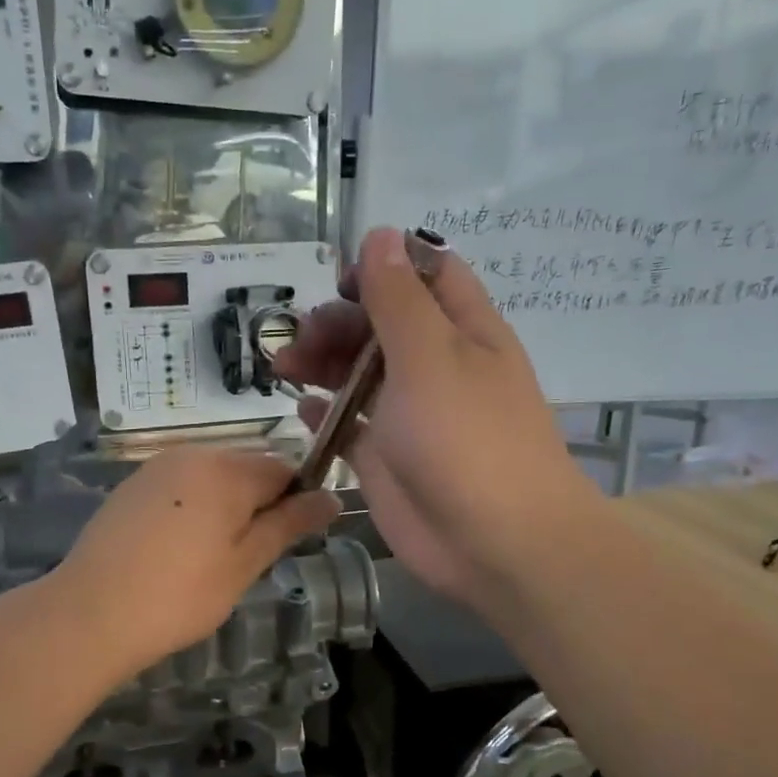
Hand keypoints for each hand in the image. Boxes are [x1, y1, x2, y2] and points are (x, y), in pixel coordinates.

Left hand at [54, 447, 341, 678]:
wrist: (90, 613)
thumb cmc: (179, 595)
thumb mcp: (245, 564)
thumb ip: (289, 524)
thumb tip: (331, 497)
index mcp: (227, 469)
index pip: (284, 469)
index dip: (295, 502)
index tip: (284, 543)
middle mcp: (193, 454)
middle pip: (247, 470)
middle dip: (257, 506)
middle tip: (246, 559)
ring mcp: (157, 468)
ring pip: (212, 479)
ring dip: (224, 509)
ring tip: (209, 560)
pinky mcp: (131, 486)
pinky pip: (180, 488)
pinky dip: (191, 510)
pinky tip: (176, 551)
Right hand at [276, 226, 599, 610]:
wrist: (495, 542)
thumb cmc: (466, 438)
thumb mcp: (430, 356)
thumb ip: (399, 299)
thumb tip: (380, 234)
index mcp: (462, 331)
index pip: (427, 276)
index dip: (385, 267)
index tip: (341, 280)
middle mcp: (437, 367)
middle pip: (382, 325)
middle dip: (338, 321)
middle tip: (300, 338)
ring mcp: (410, 415)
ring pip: (360, 373)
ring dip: (322, 362)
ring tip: (283, 367)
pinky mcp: (387, 459)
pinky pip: (351, 425)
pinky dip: (327, 414)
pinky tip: (303, 410)